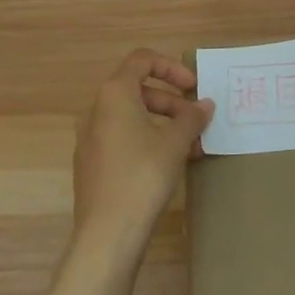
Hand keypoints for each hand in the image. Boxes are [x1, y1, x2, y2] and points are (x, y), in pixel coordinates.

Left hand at [72, 50, 213, 256]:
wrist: (108, 233)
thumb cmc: (143, 175)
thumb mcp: (176, 142)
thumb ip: (192, 117)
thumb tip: (204, 105)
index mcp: (114, 94)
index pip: (142, 60)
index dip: (171, 67)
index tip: (193, 87)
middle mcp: (96, 110)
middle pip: (137, 89)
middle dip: (171, 101)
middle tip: (196, 120)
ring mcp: (90, 138)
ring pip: (131, 116)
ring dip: (163, 122)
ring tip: (190, 144)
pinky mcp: (92, 164)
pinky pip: (122, 138)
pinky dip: (147, 139)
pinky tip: (170, 163)